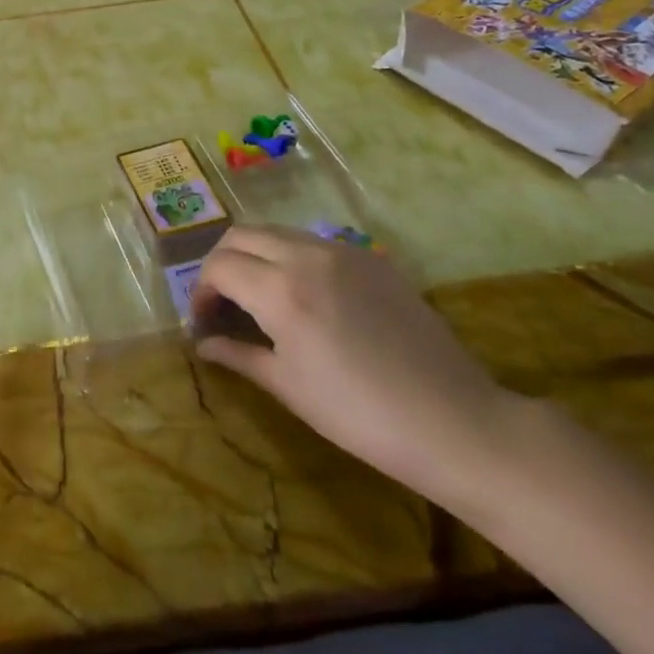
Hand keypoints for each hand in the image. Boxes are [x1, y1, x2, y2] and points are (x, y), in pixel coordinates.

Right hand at [192, 225, 515, 507]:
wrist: (453, 421)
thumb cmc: (360, 415)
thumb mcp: (289, 387)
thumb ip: (239, 355)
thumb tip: (203, 344)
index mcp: (280, 290)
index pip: (219, 266)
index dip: (200, 291)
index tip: (203, 321)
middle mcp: (306, 256)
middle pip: (241, 235)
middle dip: (221, 263)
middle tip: (223, 302)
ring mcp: (343, 251)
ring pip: (278, 232)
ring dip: (256, 255)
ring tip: (259, 296)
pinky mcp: (372, 258)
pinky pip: (315, 243)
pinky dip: (292, 257)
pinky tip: (305, 297)